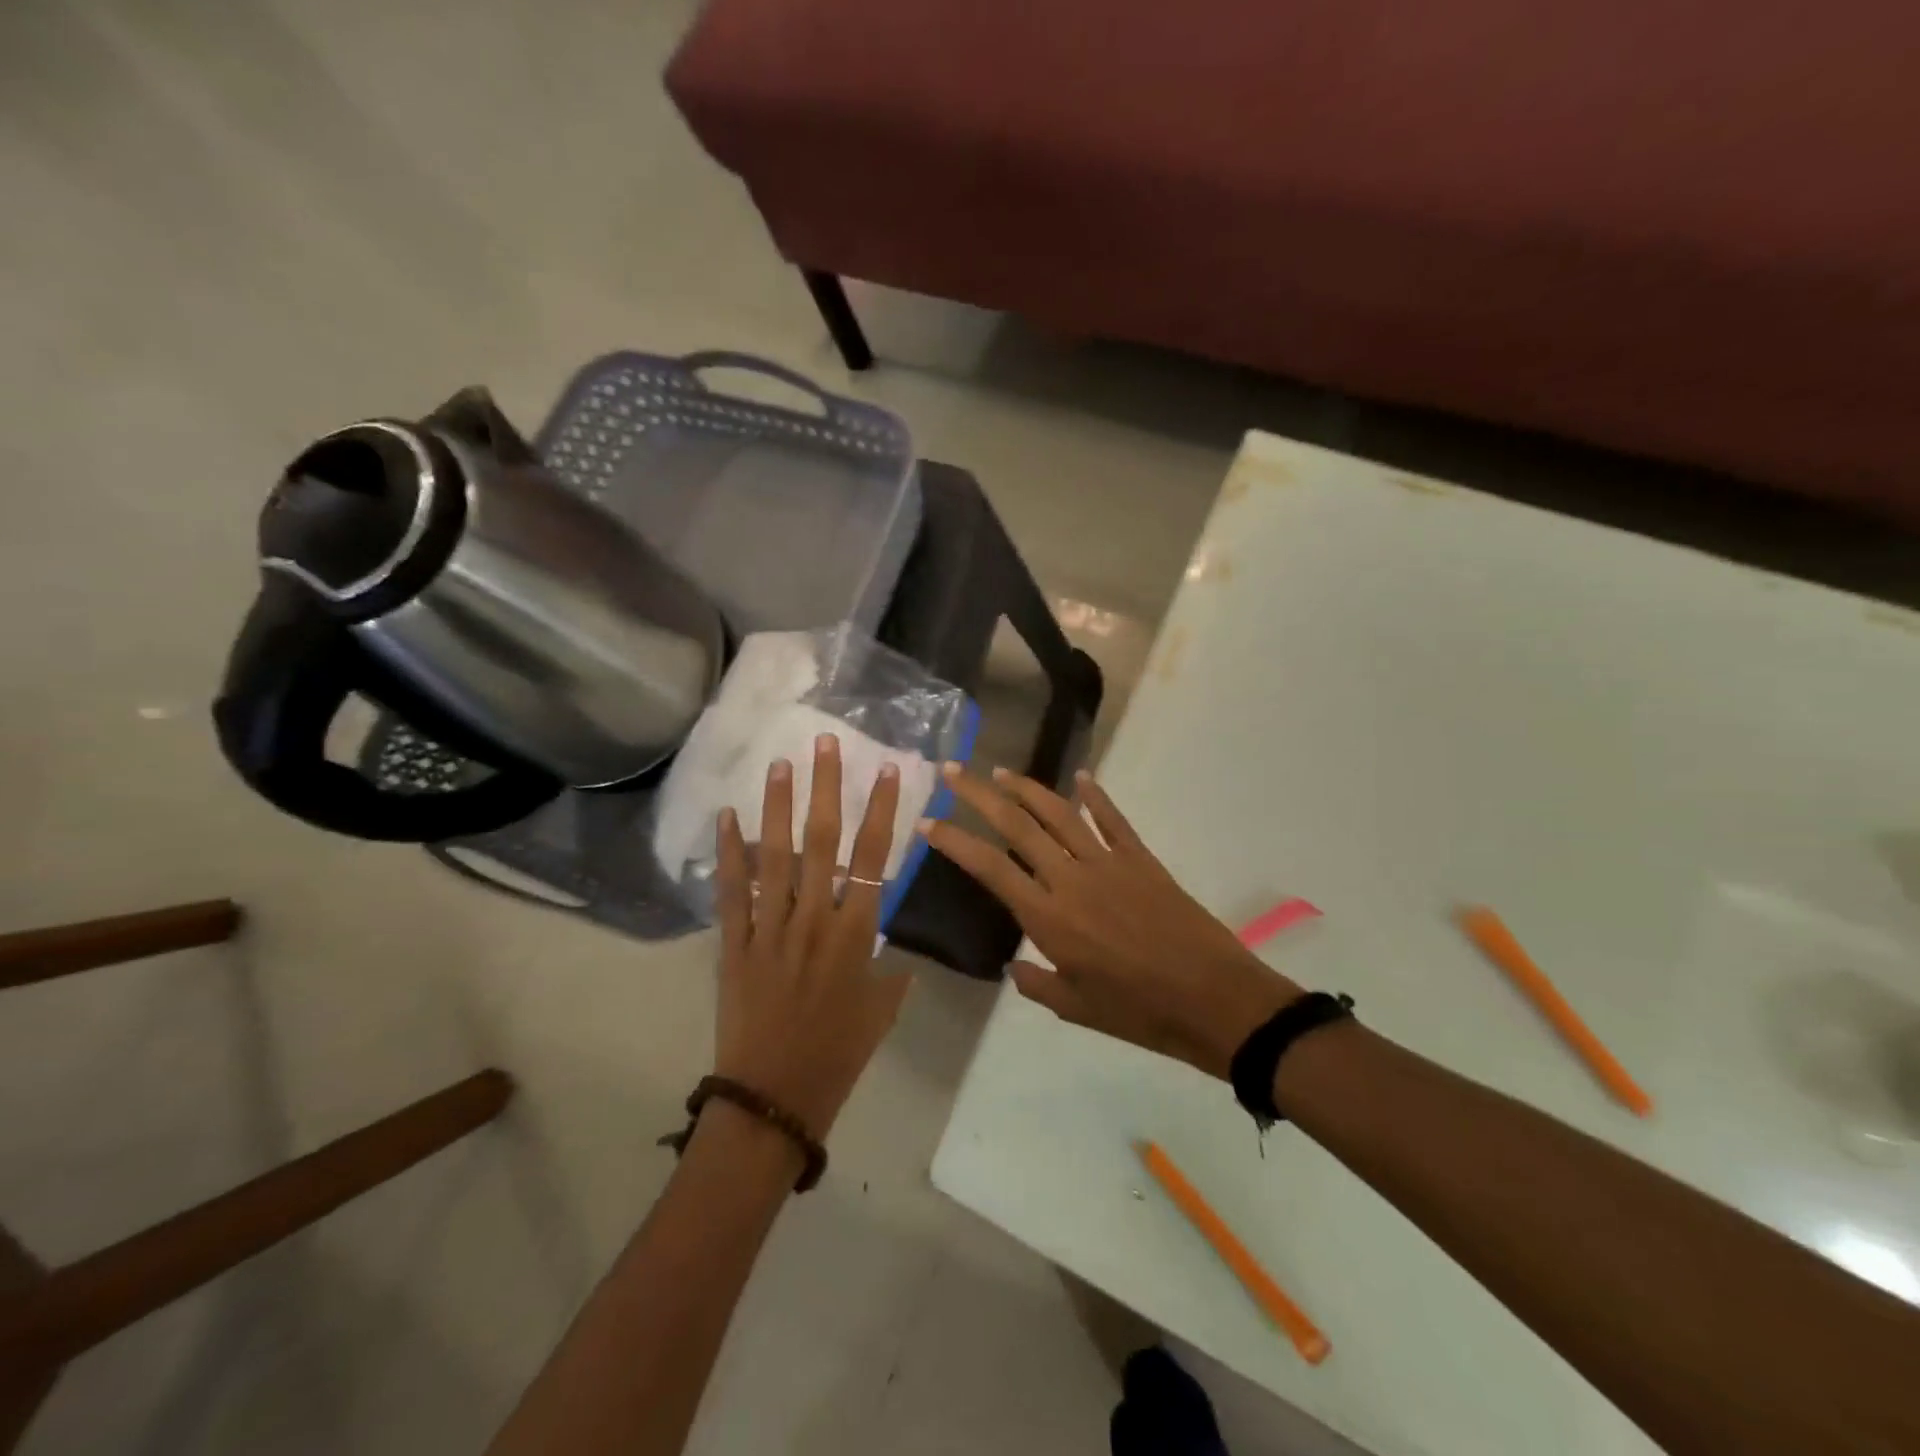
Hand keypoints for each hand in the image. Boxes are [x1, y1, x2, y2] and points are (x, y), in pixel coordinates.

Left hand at [713, 734, 912, 1139]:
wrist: (774, 1099)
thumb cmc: (837, 1057)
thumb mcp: (881, 1012)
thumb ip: (890, 973)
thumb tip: (892, 952)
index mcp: (855, 935)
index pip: (873, 859)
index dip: (881, 811)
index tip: (886, 770)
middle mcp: (813, 921)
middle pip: (822, 843)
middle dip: (825, 788)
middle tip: (824, 742)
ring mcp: (770, 929)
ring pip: (775, 857)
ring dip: (777, 807)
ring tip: (779, 763)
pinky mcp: (734, 945)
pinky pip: (732, 893)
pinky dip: (730, 855)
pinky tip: (728, 818)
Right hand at [923, 766, 1299, 1078]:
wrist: (1214, 999)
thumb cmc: (1140, 1012)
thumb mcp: (1077, 1009)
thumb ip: (1038, 984)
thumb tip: (1013, 967)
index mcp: (1049, 918)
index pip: (989, 867)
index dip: (954, 841)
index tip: (928, 821)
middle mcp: (1071, 879)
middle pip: (1016, 825)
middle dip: (979, 795)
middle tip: (953, 771)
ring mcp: (1109, 863)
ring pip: (1059, 813)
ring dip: (1026, 788)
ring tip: (1000, 770)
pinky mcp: (1142, 859)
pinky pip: (1113, 819)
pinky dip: (1095, 796)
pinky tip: (1081, 777)